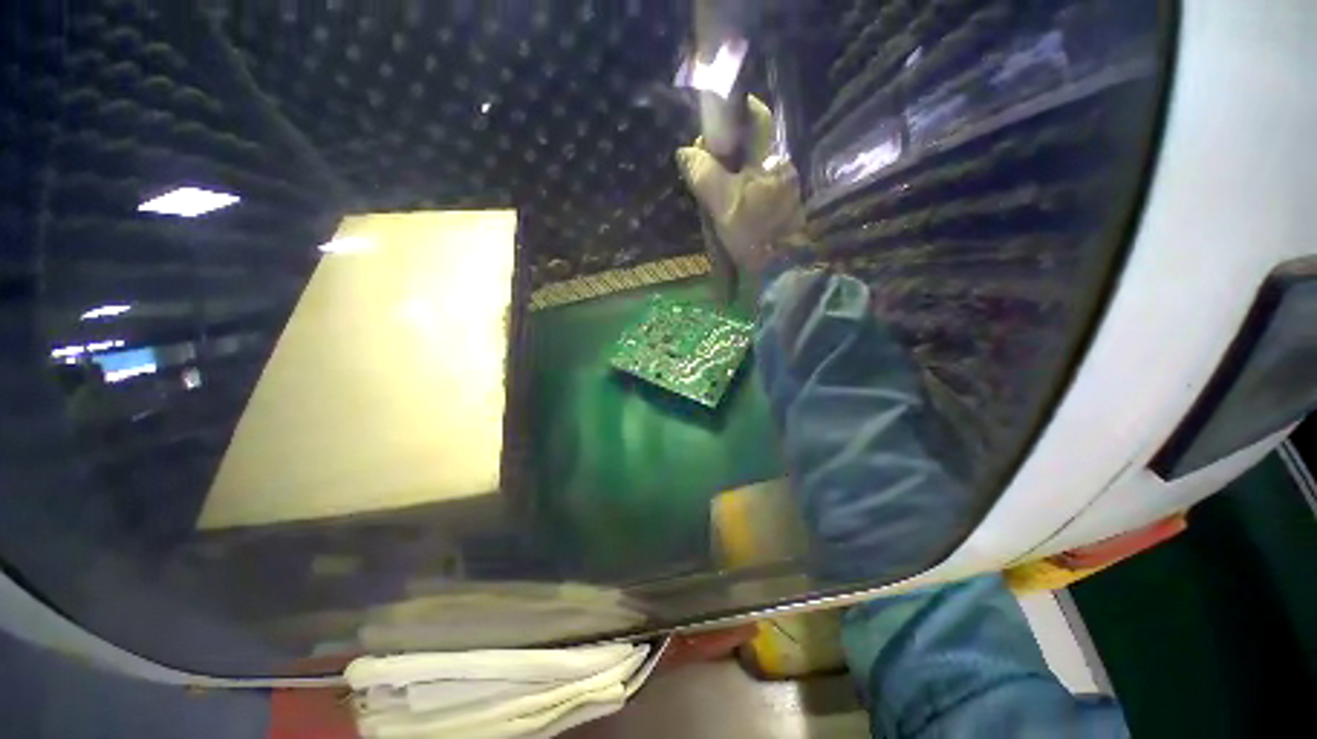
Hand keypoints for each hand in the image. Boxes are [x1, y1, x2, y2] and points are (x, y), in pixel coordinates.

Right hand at [675, 97, 806, 277]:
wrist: (780, 270)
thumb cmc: (754, 233)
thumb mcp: (724, 203)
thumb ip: (704, 175)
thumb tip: (685, 152)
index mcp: (772, 157)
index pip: (756, 117)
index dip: (732, 115)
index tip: (710, 131)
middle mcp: (782, 166)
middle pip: (750, 145)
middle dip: (725, 153)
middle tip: (704, 171)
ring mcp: (784, 187)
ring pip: (752, 169)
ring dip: (731, 175)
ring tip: (712, 196)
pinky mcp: (781, 207)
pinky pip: (755, 189)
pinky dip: (740, 193)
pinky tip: (729, 210)